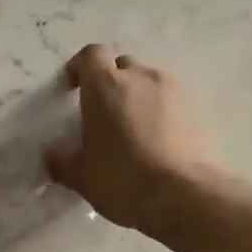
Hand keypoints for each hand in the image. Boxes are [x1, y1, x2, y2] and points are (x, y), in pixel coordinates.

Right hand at [44, 45, 219, 234]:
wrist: (184, 196)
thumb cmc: (122, 178)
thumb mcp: (80, 175)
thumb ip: (62, 160)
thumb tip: (53, 154)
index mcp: (106, 85)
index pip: (90, 55)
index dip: (80, 68)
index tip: (73, 89)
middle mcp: (141, 77)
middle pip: (122, 66)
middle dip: (111, 83)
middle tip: (104, 114)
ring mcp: (174, 91)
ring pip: (149, 83)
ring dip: (139, 98)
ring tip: (134, 130)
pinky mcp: (197, 110)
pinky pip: (172, 103)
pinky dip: (162, 114)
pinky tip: (158, 143)